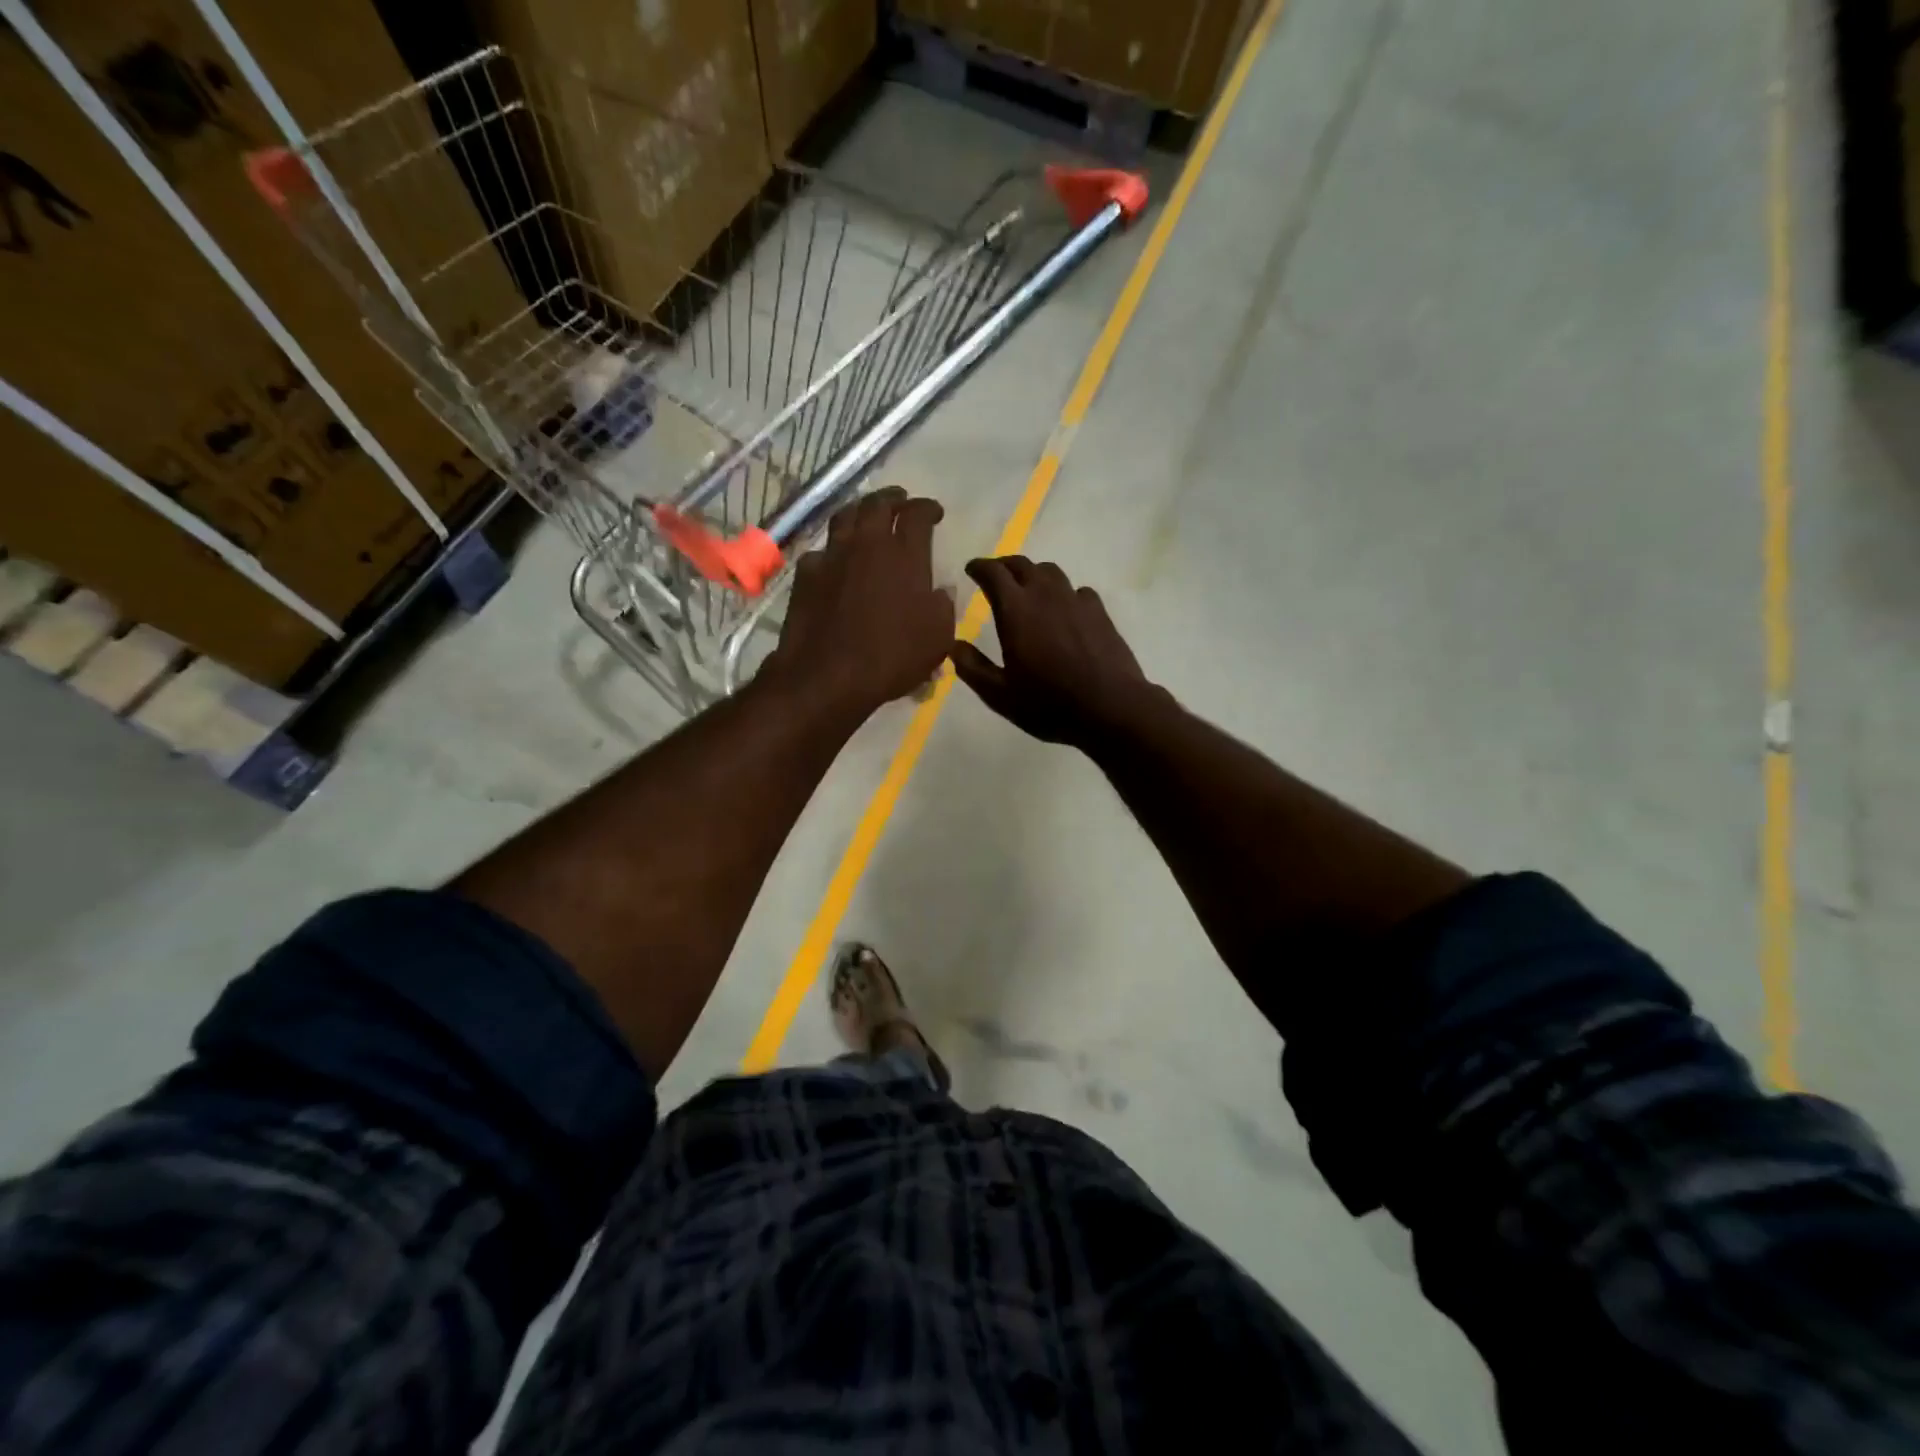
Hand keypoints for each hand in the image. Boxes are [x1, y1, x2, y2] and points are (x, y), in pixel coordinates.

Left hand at [766, 487, 954, 718]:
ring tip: (867, 516)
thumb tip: (942, 589)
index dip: (927, 508)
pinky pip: (822, 550)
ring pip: (845, 517)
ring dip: (860, 511)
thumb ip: (943, 606)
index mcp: (905, 555)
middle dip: (892, 498)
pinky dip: (833, 549)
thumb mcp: (937, 638)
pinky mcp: (806, 573)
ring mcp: (832, 555)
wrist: (828, 676)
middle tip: (900, 502)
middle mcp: (867, 544)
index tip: (934, 512)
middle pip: (877, 504)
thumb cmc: (891, 658)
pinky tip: (836, 560)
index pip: (917, 514)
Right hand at [950, 556, 1155, 747]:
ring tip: (1028, 589)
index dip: (979, 567)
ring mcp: (1076, 601)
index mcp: (1015, 609)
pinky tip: (1065, 610)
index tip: (971, 569)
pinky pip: (1077, 591)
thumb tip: (953, 645)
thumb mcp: (999, 695)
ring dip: (1034, 575)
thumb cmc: (1048, 703)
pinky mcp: (1100, 612)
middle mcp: (1045, 595)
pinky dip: (1064, 593)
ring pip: (1051, 572)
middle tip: (995, 576)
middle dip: (1004, 566)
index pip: (993, 572)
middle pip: (1022, 565)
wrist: (1110, 707)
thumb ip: (972, 667)